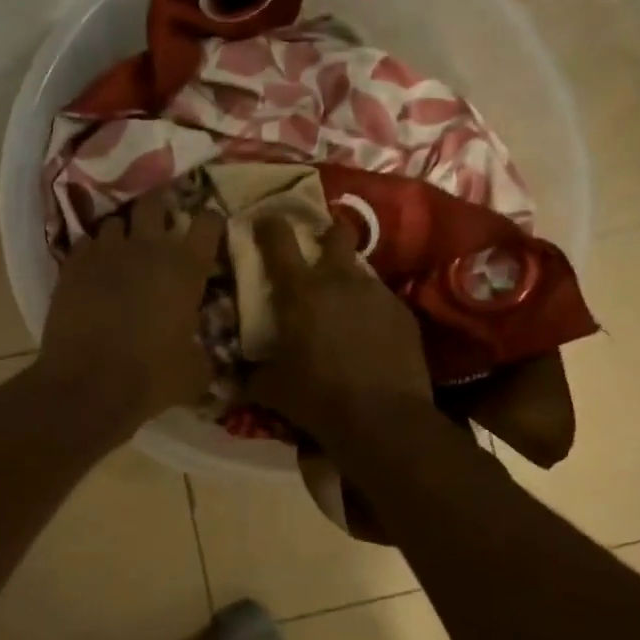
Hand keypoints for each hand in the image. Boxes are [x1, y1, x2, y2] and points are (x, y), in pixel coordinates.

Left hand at [37, 191, 224, 431]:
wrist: (88, 387)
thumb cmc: (151, 379)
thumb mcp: (195, 371)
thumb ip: (203, 352)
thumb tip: (202, 352)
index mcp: (186, 269)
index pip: (208, 223)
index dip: (211, 222)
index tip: (210, 229)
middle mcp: (148, 249)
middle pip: (155, 203)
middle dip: (160, 207)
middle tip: (161, 222)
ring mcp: (106, 253)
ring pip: (115, 220)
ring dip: (124, 231)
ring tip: (124, 248)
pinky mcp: (72, 266)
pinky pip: (86, 243)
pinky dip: (93, 251)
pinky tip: (95, 269)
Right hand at [245, 215, 432, 447]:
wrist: (383, 419)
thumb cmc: (318, 398)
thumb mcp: (273, 389)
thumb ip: (252, 375)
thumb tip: (236, 378)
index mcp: (299, 292)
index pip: (278, 240)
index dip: (269, 225)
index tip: (264, 220)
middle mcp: (339, 280)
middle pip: (335, 233)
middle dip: (327, 235)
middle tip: (318, 252)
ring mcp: (376, 293)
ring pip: (360, 270)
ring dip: (348, 281)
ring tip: (344, 309)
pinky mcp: (402, 313)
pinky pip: (381, 301)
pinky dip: (371, 311)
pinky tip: (370, 337)